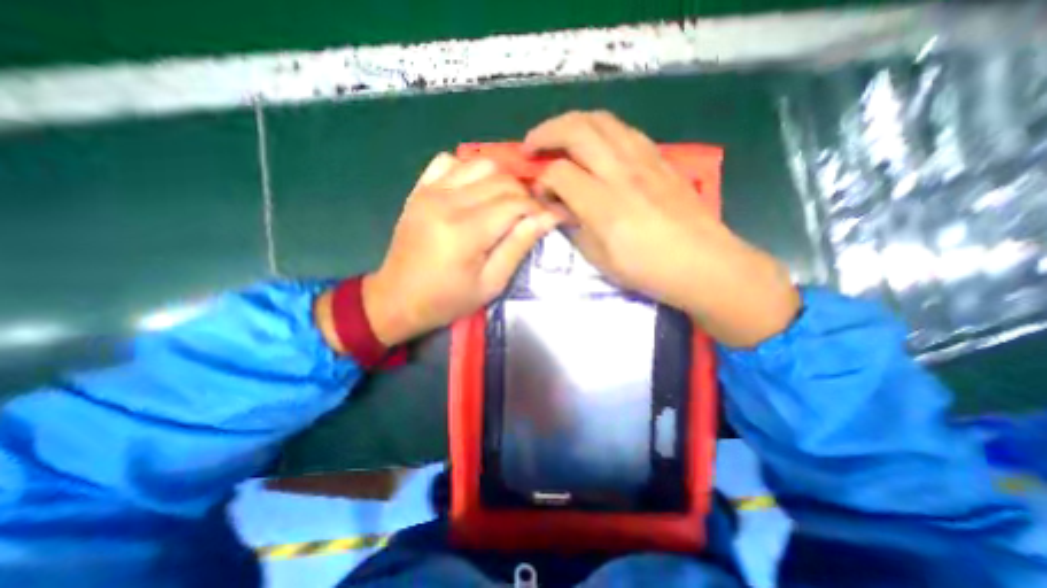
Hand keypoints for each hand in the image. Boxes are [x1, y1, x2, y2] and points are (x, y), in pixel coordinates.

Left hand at [359, 152, 559, 343]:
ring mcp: (430, 191)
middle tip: (531, 215)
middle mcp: (447, 201)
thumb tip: (548, 217)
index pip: (516, 203)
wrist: (396, 299)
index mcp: (466, 231)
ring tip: (507, 202)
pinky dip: (470, 170)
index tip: (555, 216)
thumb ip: (518, 246)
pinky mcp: (419, 189)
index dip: (540, 207)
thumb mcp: (490, 283)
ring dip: (502, 180)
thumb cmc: (447, 300)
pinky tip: (474, 190)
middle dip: (525, 194)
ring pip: (480, 163)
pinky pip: (449, 161)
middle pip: (501, 179)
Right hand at [529, 113, 798, 345]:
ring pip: (601, 120)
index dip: (541, 182)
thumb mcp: (600, 258)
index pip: (558, 173)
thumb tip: (558, 207)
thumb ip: (573, 227)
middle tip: (530, 146)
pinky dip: (600, 129)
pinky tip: (595, 145)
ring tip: (558, 137)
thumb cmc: (647, 269)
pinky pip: (624, 130)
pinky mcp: (659, 159)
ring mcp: (643, 160)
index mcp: (603, 204)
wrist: (702, 263)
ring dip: (572, 123)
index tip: (539, 195)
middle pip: (576, 130)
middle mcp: (621, 172)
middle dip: (545, 133)